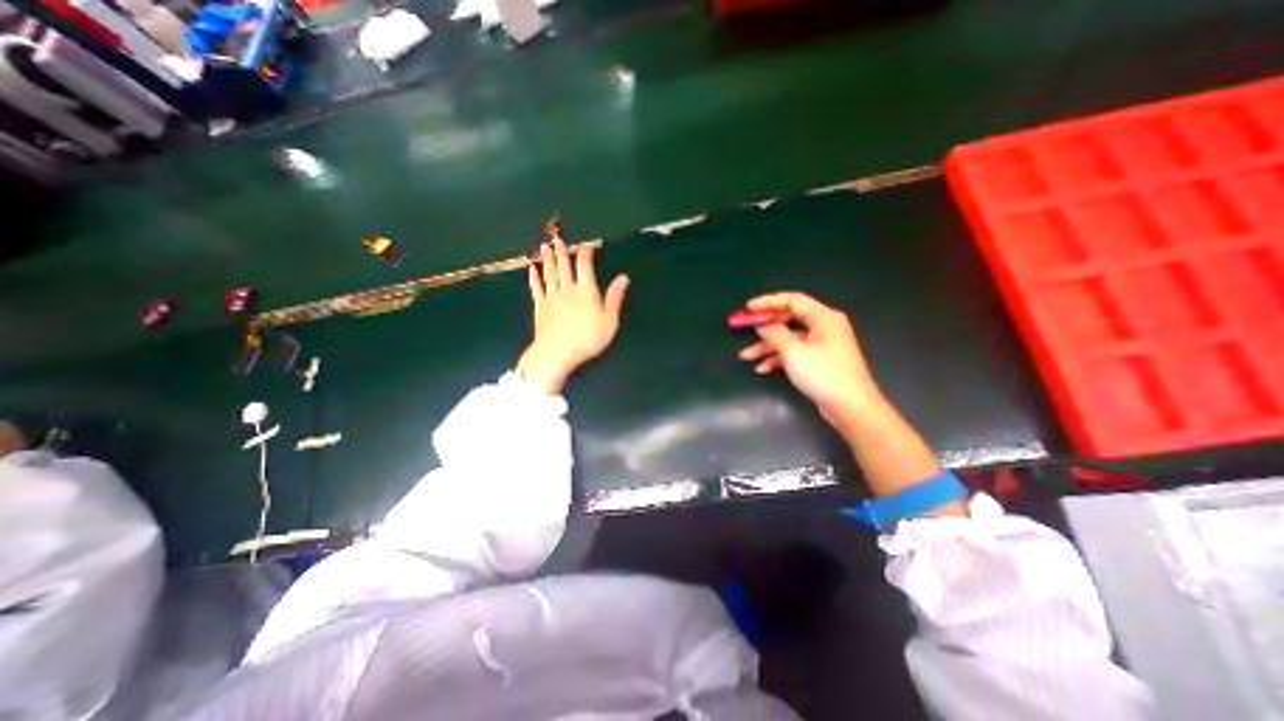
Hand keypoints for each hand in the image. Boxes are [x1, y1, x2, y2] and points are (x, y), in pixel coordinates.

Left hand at [516, 239, 626, 391]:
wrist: (557, 352)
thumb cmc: (587, 338)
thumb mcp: (609, 321)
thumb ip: (615, 298)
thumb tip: (623, 278)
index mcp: (586, 291)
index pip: (585, 266)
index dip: (585, 254)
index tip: (586, 245)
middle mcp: (567, 289)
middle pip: (564, 266)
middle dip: (562, 252)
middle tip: (558, 239)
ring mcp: (551, 297)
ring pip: (549, 273)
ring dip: (547, 259)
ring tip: (544, 247)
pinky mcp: (540, 306)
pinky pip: (536, 288)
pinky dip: (534, 277)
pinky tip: (531, 269)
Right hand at [738, 289, 889, 434]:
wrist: (851, 407)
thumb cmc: (823, 374)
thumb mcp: (793, 351)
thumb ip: (774, 334)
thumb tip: (763, 326)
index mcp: (823, 317)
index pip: (792, 300)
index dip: (768, 302)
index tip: (748, 308)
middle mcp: (824, 327)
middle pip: (789, 319)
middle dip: (765, 327)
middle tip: (744, 329)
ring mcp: (823, 345)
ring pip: (789, 339)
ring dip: (767, 347)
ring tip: (746, 356)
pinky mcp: (820, 361)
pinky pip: (795, 353)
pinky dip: (778, 358)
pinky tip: (762, 368)